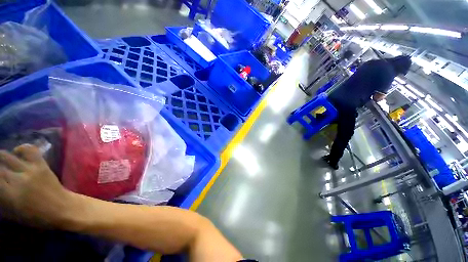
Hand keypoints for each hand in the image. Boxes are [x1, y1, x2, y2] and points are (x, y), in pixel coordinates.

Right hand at [0, 144, 72, 227]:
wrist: (63, 207)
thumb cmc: (38, 216)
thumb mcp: (15, 213)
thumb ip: (2, 199)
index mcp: (11, 195)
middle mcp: (19, 180)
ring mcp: (31, 170)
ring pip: (8, 156)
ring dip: (1, 157)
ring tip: (1, 161)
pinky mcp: (42, 165)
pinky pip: (30, 150)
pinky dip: (21, 148)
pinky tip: (17, 152)